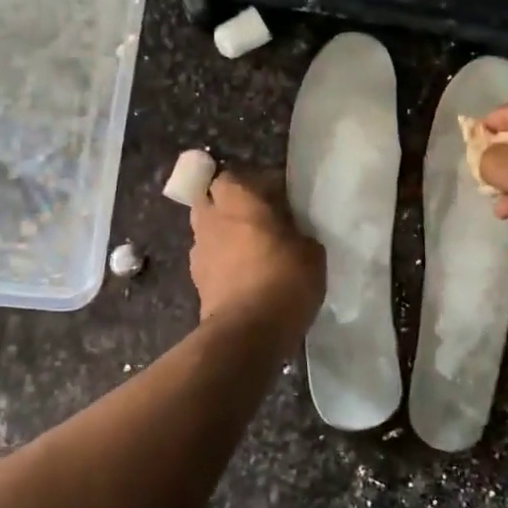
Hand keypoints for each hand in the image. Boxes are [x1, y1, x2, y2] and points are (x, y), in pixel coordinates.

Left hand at [189, 169, 325, 334]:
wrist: (248, 333)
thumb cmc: (284, 280)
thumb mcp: (311, 251)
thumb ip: (298, 232)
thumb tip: (291, 232)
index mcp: (239, 198)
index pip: (241, 175)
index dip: (260, 183)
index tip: (281, 199)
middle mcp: (211, 216)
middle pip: (213, 196)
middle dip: (232, 202)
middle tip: (260, 217)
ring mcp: (198, 248)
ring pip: (207, 226)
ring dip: (224, 230)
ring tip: (250, 246)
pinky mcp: (196, 278)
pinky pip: (209, 255)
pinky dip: (222, 258)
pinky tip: (243, 272)